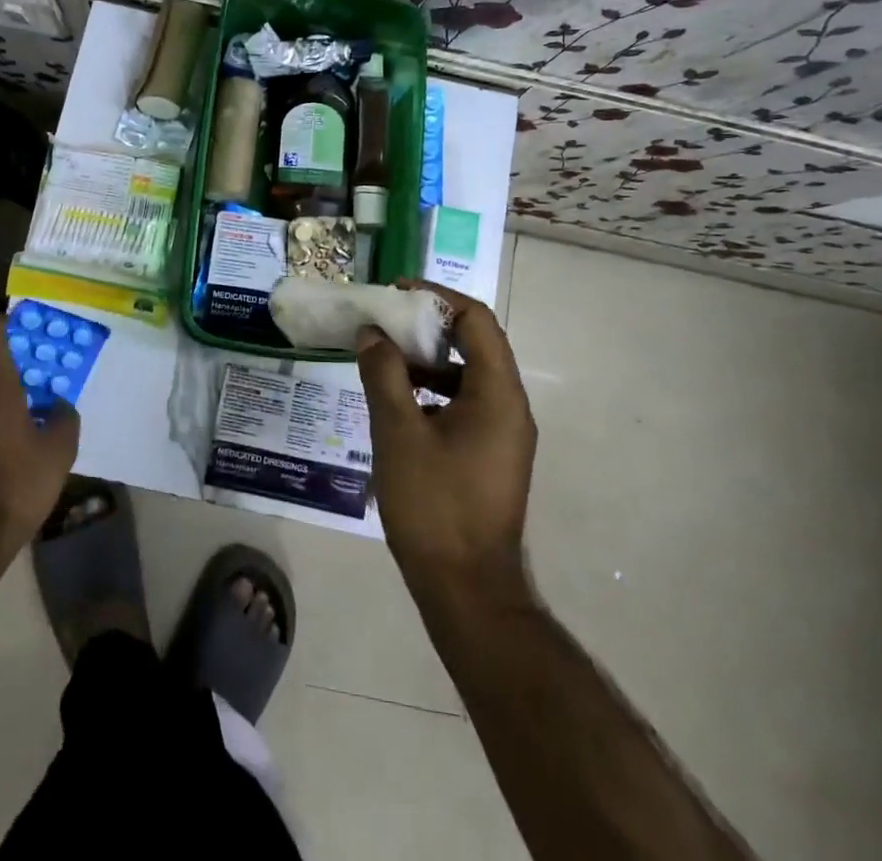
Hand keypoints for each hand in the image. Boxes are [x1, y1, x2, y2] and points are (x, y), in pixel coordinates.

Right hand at [356, 283, 536, 595]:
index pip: (476, 320)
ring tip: (383, 356)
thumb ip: (384, 374)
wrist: (466, 590)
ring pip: (467, 375)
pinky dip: (433, 390)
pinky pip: (464, 403)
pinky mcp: (490, 455)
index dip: (437, 297)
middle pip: (474, 344)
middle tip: (384, 320)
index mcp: (497, 393)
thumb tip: (372, 333)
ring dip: (427, 359)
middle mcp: (510, 406)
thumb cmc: (434, 505)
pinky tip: (397, 402)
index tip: (397, 291)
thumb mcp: (398, 432)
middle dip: (428, 326)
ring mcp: (503, 433)